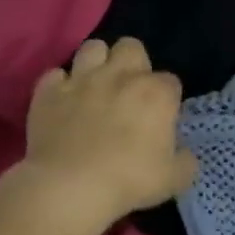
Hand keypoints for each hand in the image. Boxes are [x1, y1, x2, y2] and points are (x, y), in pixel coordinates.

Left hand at [18, 38, 197, 229]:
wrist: (70, 187)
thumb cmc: (129, 181)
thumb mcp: (175, 178)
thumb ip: (185, 160)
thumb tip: (183, 153)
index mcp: (157, 93)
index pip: (171, 80)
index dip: (167, 98)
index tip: (161, 117)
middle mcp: (121, 76)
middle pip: (131, 47)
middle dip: (133, 63)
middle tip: (129, 92)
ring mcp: (82, 80)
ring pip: (93, 47)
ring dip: (97, 63)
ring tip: (97, 86)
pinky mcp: (48, 92)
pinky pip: (55, 75)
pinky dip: (60, 86)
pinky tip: (63, 102)